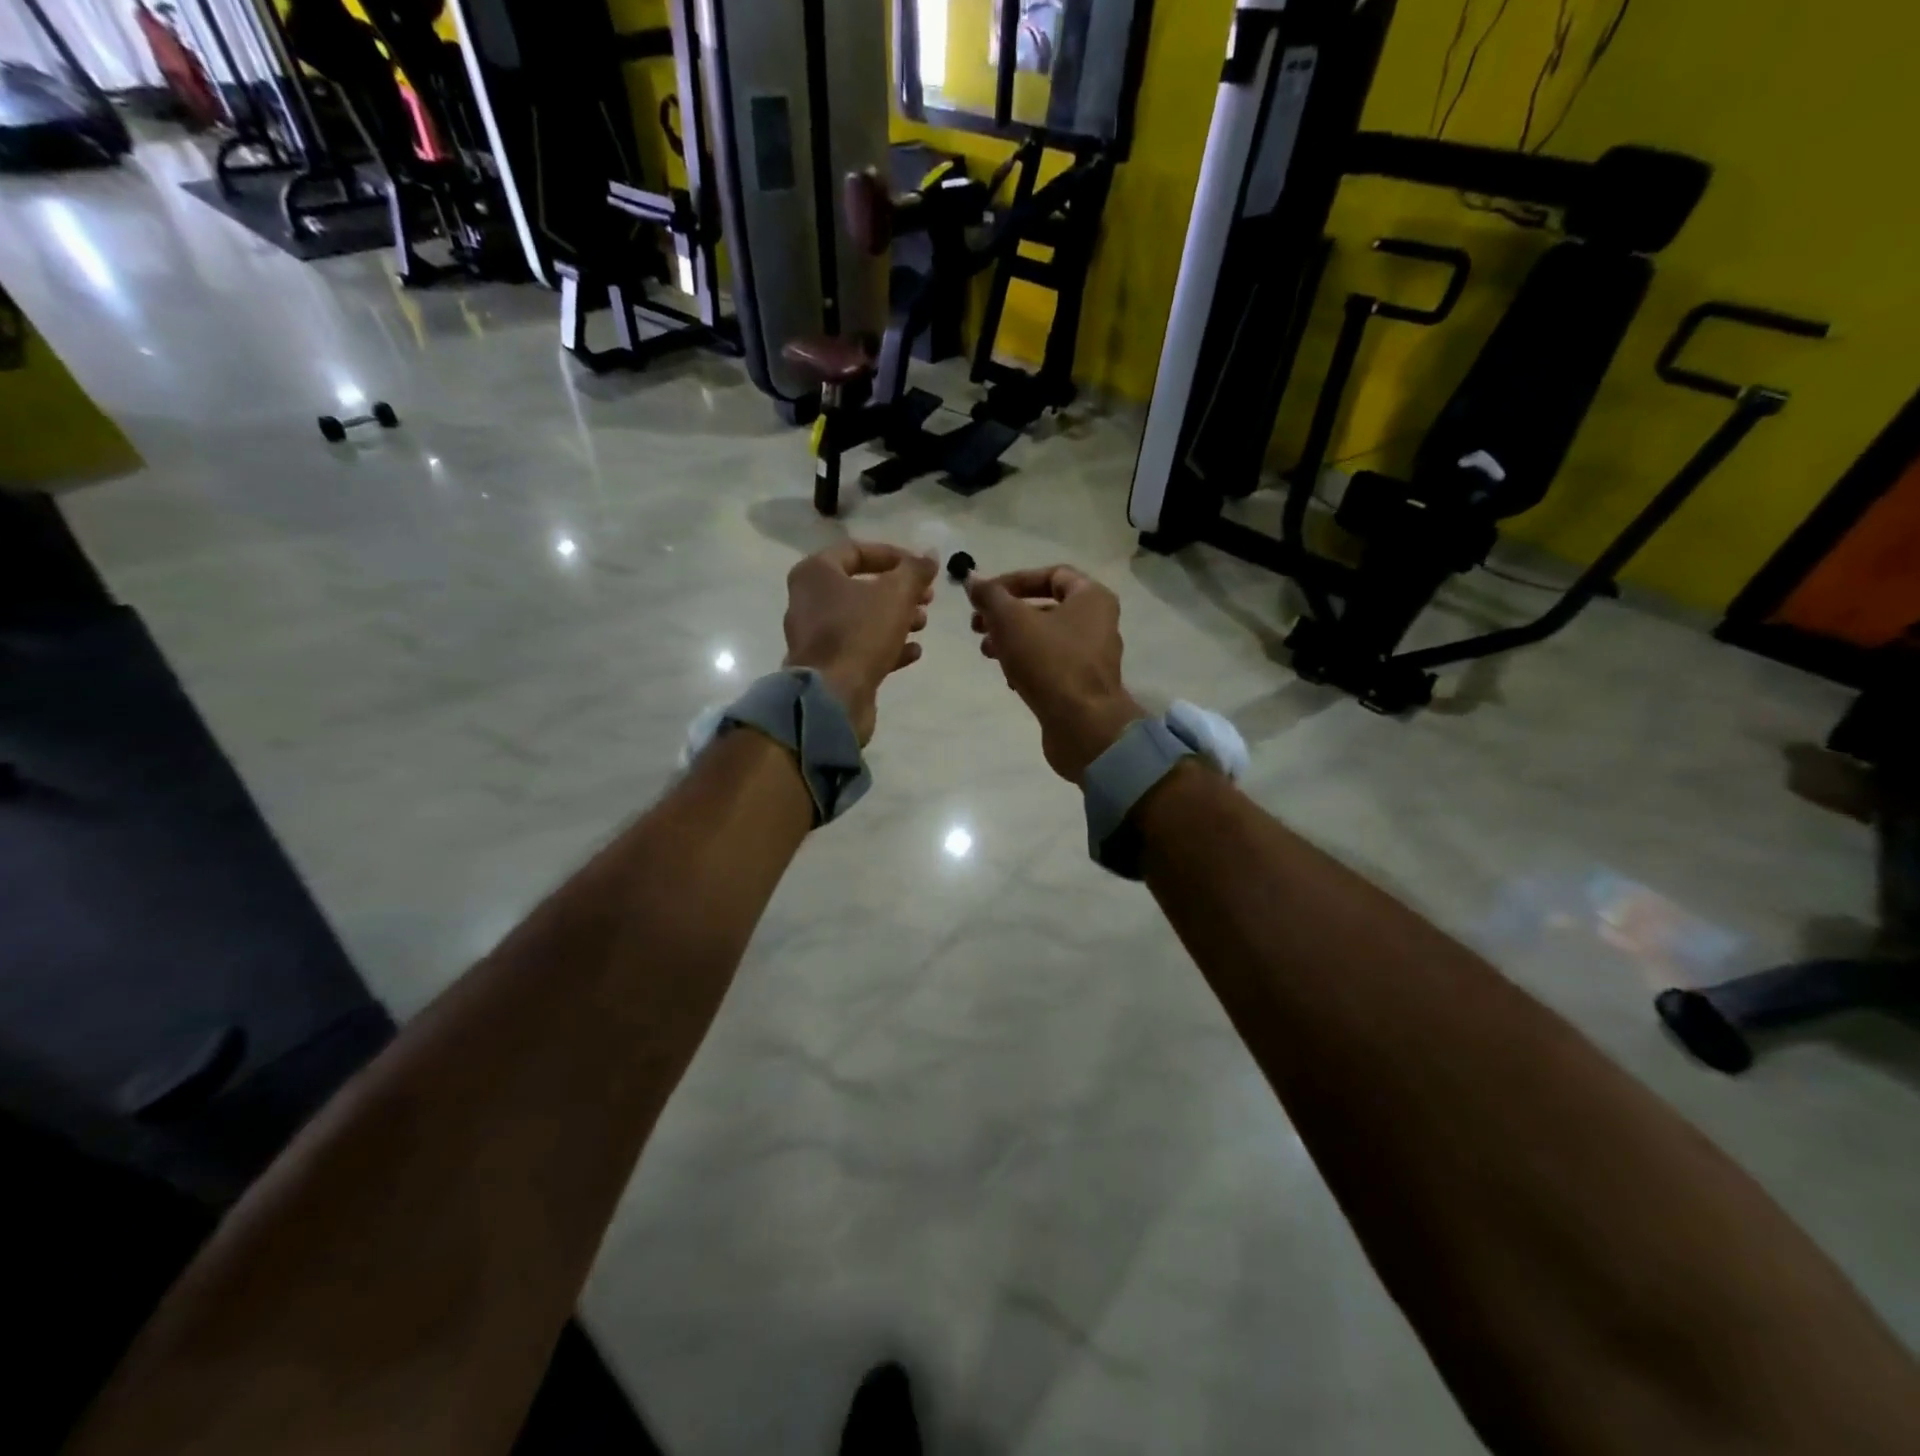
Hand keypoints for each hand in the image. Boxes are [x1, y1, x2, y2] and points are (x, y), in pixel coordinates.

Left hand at [784, 540, 937, 744]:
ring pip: (862, 620)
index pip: (856, 551)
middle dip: (899, 592)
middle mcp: (809, 601)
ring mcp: (816, 637)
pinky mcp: (828, 667)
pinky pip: (859, 648)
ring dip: (896, 620)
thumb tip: (930, 555)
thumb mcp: (896, 594)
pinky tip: (913, 652)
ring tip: (923, 624)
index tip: (922, 568)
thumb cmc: (860, 633)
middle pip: (860, 587)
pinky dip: (886, 647)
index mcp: (815, 573)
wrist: (831, 697)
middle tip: (928, 598)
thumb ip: (915, 571)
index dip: (893, 556)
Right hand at [968, 565, 1143, 782]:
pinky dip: (1027, 666)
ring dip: (1012, 641)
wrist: (1083, 727)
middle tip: (976, 626)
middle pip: (1045, 608)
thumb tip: (972, 579)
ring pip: (1044, 639)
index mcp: (1092, 598)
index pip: (1051, 574)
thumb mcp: (1011, 621)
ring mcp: (1092, 657)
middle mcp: (1098, 623)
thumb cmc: (1050, 663)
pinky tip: (1008, 679)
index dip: (1014, 580)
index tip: (984, 595)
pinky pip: (1051, 666)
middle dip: (1006, 615)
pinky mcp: (1082, 686)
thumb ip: (990, 596)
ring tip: (986, 653)